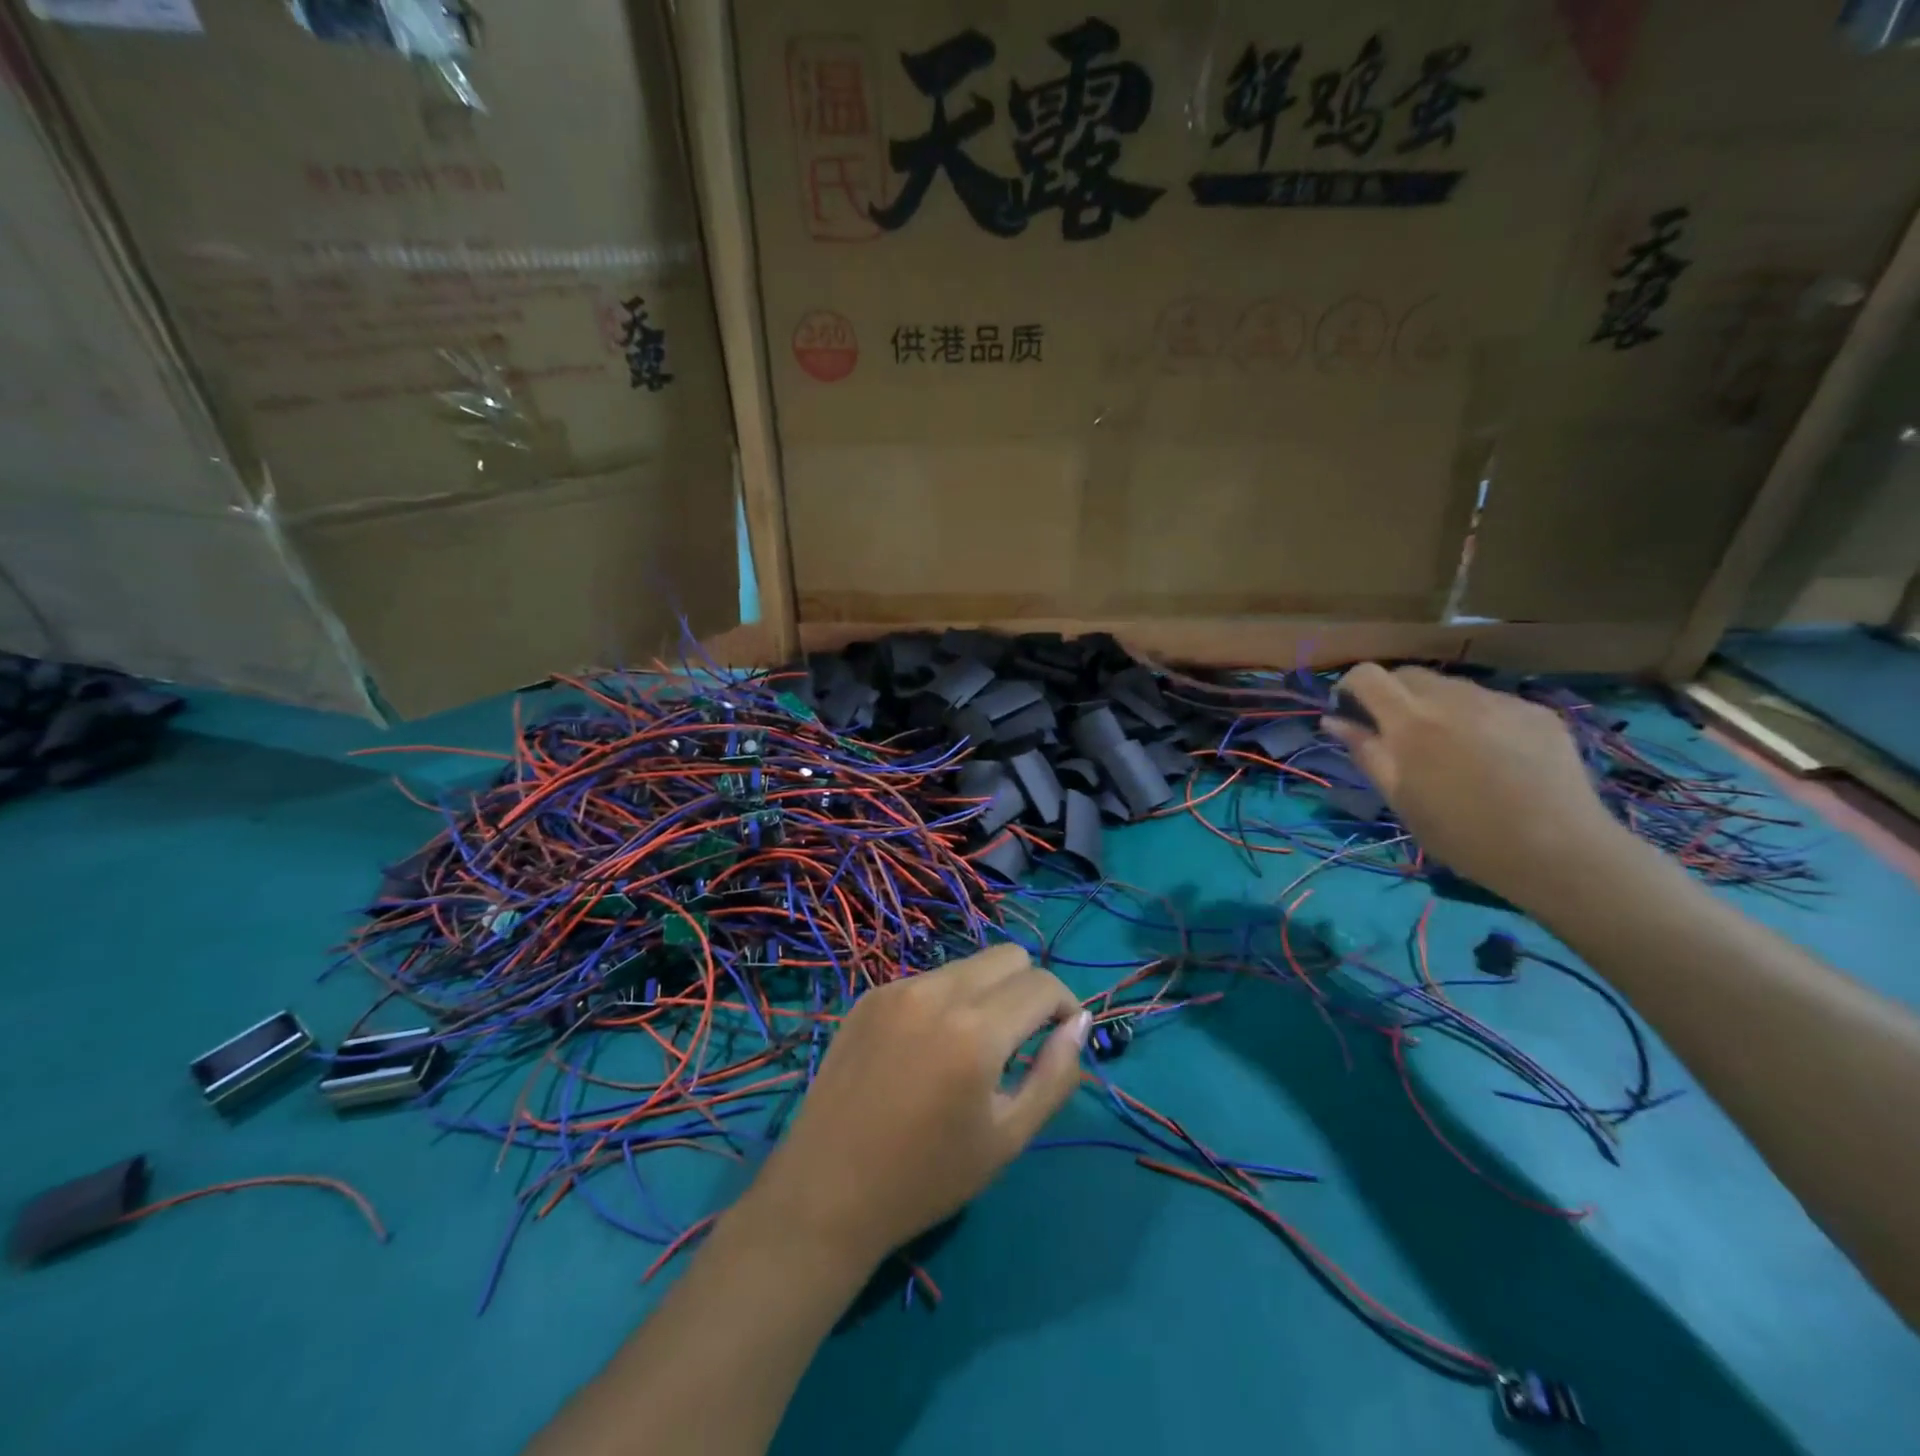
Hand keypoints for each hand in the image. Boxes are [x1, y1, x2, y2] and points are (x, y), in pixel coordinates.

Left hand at [741, 944, 1089, 1267]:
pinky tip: (926, 1050)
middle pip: (1008, 956)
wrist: (826, 1193)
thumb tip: (1079, 1023)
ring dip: (986, 993)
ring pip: (968, 964)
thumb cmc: (926, 1177)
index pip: (1042, 984)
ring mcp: (897, 988)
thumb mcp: (1007, 1138)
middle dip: (1028, 989)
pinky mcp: (870, 996)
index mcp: (975, 1030)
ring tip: (969, 1050)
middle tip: (1019, 1042)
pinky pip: (928, 979)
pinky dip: (946, 1001)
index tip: (1060, 1040)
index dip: (1065, 1006)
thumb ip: (1055, 1075)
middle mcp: (936, 992)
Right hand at [1324, 663, 1627, 905]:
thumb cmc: (1463, 835)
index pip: (1368, 675)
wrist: (1560, 852)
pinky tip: (1492, 755)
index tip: (1350, 713)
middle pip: (1408, 674)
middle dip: (1392, 696)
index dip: (1351, 687)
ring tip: (1448, 748)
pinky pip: (1491, 701)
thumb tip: (1333, 720)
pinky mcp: (1536, 711)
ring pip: (1451, 686)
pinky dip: (1476, 717)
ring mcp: (1500, 700)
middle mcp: (1454, 698)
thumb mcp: (1399, 799)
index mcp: (1411, 722)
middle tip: (1396, 735)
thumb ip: (1365, 752)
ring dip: (1435, 706)